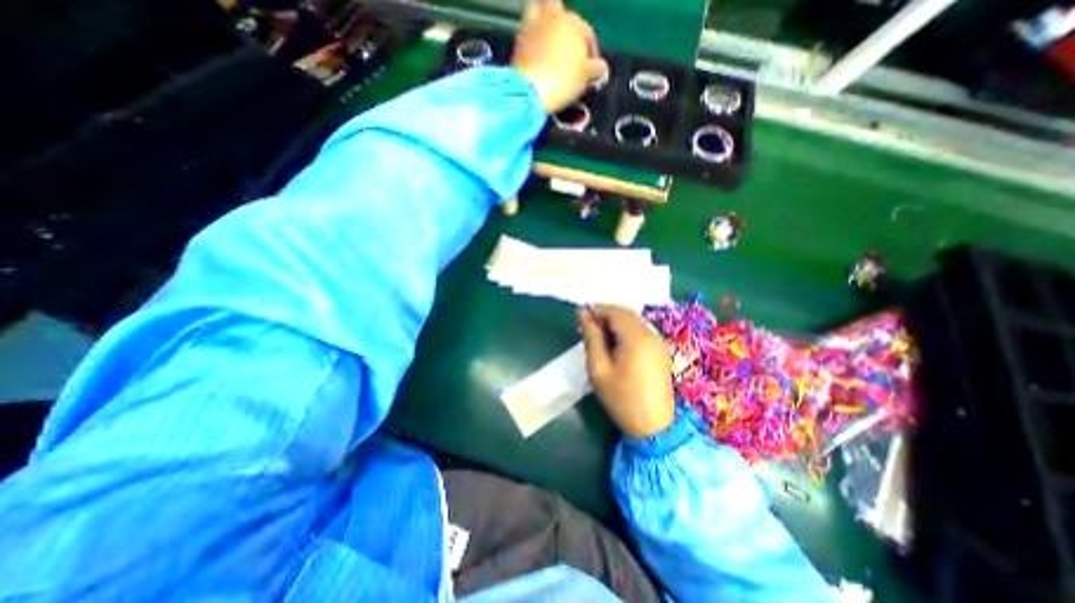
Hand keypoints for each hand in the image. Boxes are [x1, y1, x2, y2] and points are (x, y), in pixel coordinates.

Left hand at [509, 0, 603, 112]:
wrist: (532, 91)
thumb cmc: (564, 80)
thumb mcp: (585, 77)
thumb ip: (594, 68)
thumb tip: (601, 66)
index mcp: (572, 22)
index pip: (586, 32)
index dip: (591, 50)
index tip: (592, 69)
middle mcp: (551, 17)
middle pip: (557, 8)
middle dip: (563, 22)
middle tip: (566, 42)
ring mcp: (531, 27)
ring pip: (537, 10)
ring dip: (542, 21)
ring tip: (548, 41)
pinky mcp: (517, 43)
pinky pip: (526, 33)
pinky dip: (532, 40)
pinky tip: (536, 54)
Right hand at [580, 307, 669, 438]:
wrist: (653, 426)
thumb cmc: (621, 398)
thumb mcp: (599, 368)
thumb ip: (592, 337)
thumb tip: (583, 314)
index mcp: (636, 337)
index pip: (615, 311)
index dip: (597, 309)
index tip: (581, 317)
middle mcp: (651, 334)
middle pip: (626, 313)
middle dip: (606, 315)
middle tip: (587, 328)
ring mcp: (659, 342)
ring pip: (634, 321)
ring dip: (615, 323)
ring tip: (599, 337)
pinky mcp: (661, 350)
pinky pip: (641, 331)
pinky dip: (626, 331)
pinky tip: (616, 344)